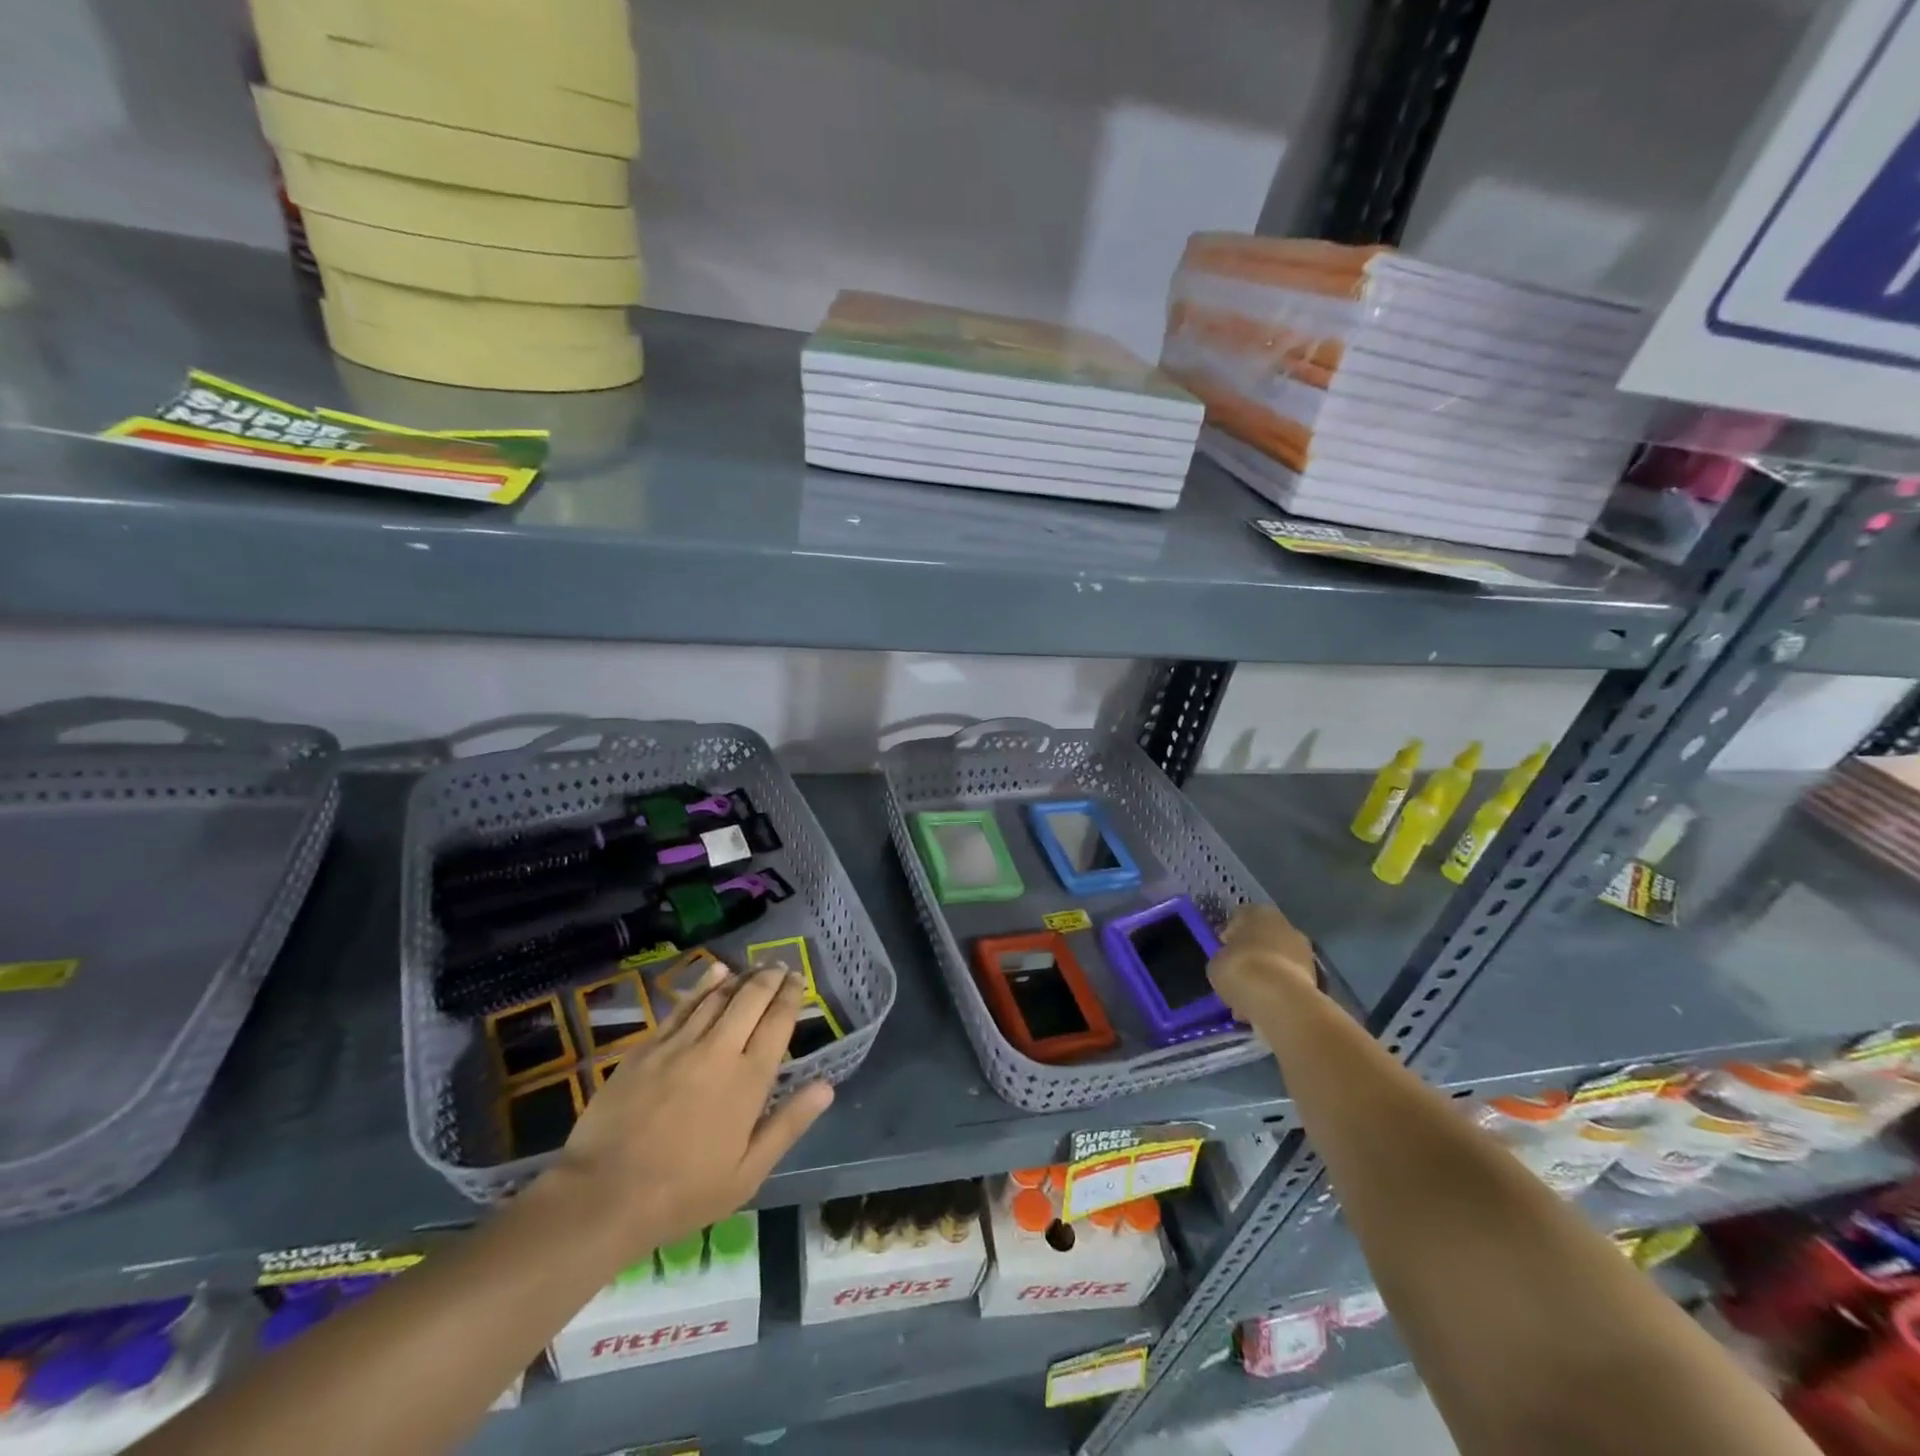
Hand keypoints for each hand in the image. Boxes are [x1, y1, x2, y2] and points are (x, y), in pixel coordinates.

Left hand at [543, 959, 833, 1264]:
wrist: (602, 1196)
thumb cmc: (683, 1193)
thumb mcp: (748, 1173)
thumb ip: (788, 1124)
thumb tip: (827, 1085)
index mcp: (748, 1080)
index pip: (777, 1023)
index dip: (791, 996)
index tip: (798, 980)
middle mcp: (718, 1051)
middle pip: (750, 999)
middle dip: (770, 978)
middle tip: (781, 966)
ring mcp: (679, 1045)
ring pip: (718, 996)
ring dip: (741, 977)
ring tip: (755, 967)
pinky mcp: (648, 1047)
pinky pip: (682, 1006)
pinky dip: (704, 985)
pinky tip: (715, 973)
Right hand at [1208, 904, 1317, 1025]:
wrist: (1280, 1001)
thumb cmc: (1241, 969)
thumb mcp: (1216, 962)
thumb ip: (1223, 958)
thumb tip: (1229, 963)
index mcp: (1258, 912)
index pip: (1239, 917)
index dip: (1229, 935)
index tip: (1223, 951)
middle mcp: (1285, 925)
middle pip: (1262, 939)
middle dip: (1250, 955)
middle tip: (1237, 975)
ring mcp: (1303, 952)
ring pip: (1276, 962)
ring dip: (1264, 976)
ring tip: (1247, 998)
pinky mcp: (1315, 978)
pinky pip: (1286, 983)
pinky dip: (1276, 993)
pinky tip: (1262, 1008)